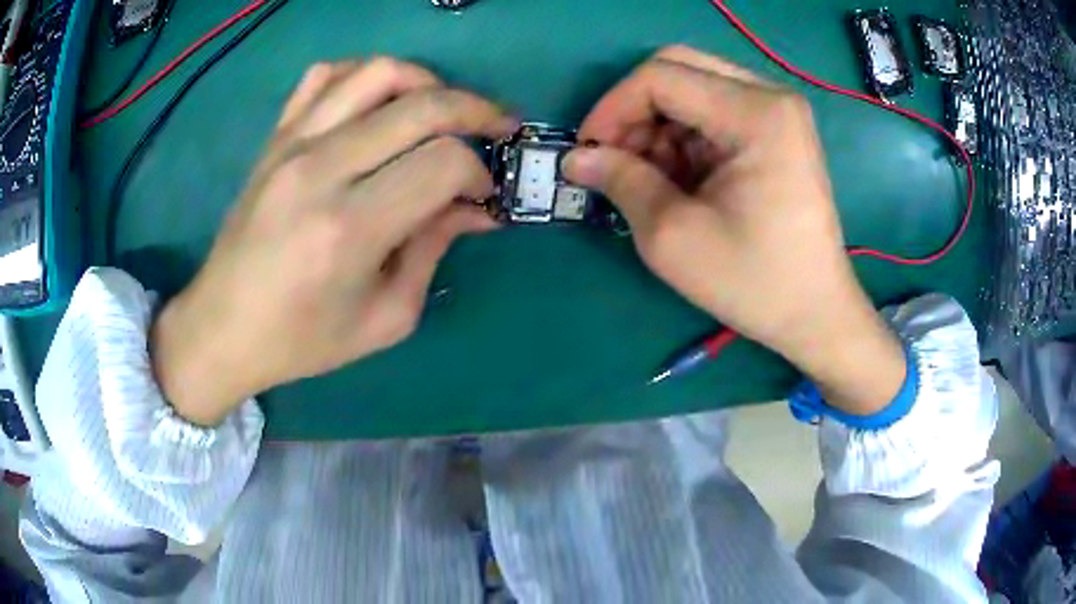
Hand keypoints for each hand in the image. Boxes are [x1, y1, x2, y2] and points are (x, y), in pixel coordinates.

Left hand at [151, 59, 516, 425]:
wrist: (223, 327)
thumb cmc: (302, 339)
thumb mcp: (384, 317)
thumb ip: (433, 251)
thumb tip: (476, 208)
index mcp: (350, 228)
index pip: (442, 163)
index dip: (477, 173)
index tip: (480, 197)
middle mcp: (321, 170)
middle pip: (422, 105)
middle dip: (476, 111)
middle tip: (496, 131)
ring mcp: (292, 145)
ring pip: (377, 73)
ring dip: (427, 82)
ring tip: (442, 108)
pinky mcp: (275, 138)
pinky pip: (324, 75)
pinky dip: (364, 75)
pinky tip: (380, 101)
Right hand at [563, 46, 904, 414]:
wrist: (815, 313)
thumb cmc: (753, 282)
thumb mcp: (673, 237)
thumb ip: (620, 181)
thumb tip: (576, 157)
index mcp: (756, 114)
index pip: (661, 78)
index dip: (612, 108)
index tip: (587, 151)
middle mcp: (770, 97)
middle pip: (677, 70)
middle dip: (634, 111)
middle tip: (615, 159)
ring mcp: (777, 111)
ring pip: (691, 88)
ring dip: (657, 126)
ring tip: (646, 177)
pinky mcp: (776, 130)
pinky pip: (712, 111)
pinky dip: (682, 137)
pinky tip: (677, 178)